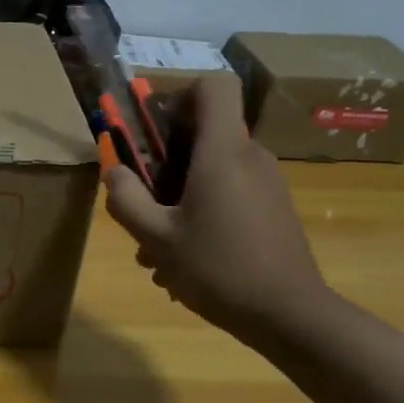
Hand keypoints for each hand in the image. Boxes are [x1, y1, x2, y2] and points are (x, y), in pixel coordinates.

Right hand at [103, 75, 331, 341]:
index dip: (181, 95)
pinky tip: (185, 261)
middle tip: (142, 205)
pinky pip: (230, 194)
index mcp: (222, 152)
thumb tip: (114, 172)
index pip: (214, 87)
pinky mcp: (274, 209)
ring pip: (212, 171)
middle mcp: (250, 157)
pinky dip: (203, 214)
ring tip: (157, 251)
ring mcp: (267, 183)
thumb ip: (127, 200)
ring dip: (179, 199)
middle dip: (165, 163)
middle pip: (205, 134)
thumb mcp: (156, 238)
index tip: (155, 131)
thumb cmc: (218, 268)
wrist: (289, 314)